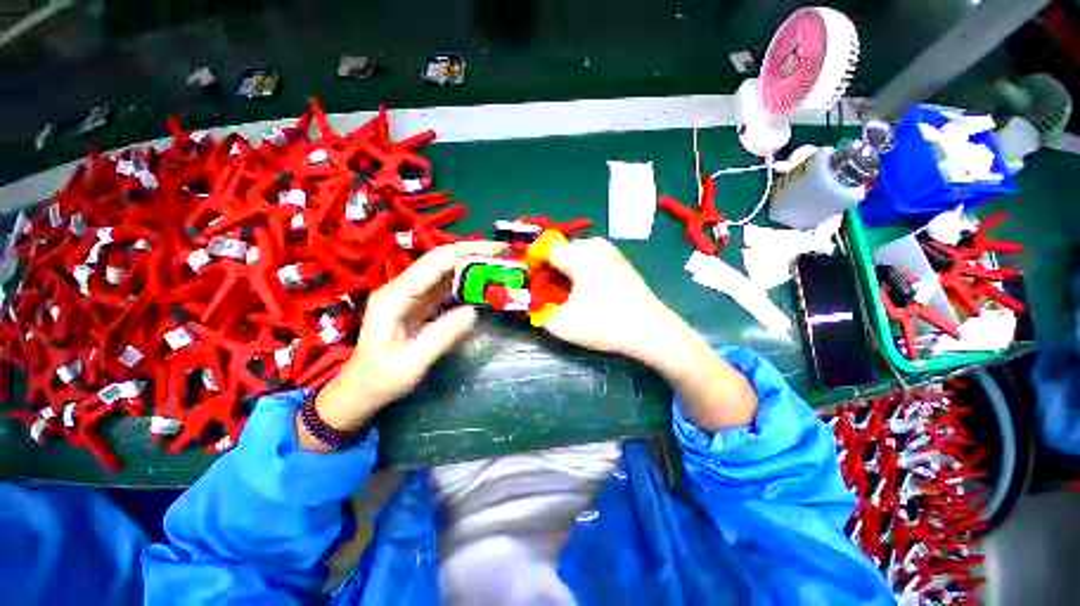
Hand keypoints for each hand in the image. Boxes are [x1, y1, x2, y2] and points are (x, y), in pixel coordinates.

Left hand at [308, 241, 506, 441]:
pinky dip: (467, 282)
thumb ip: (442, 337)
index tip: (497, 249)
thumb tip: (473, 311)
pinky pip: (446, 287)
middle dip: (474, 252)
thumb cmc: (380, 380)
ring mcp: (411, 295)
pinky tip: (483, 283)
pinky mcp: (420, 304)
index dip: (467, 251)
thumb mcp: (411, 365)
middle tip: (505, 253)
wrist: (361, 389)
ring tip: (500, 265)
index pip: (435, 262)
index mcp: (395, 297)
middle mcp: (402, 288)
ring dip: (473, 265)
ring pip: (446, 271)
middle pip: (442, 260)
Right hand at [542, 237, 690, 366]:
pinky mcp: (622, 263)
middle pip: (562, 251)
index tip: (530, 283)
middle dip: (550, 269)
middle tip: (548, 292)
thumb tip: (533, 305)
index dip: (533, 265)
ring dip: (567, 272)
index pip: (545, 249)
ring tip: (567, 295)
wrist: (651, 331)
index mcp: (579, 254)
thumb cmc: (604, 323)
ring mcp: (612, 253)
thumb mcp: (561, 324)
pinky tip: (588, 293)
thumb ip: (538, 312)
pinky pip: (593, 261)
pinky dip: (583, 273)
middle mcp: (595, 245)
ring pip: (578, 256)